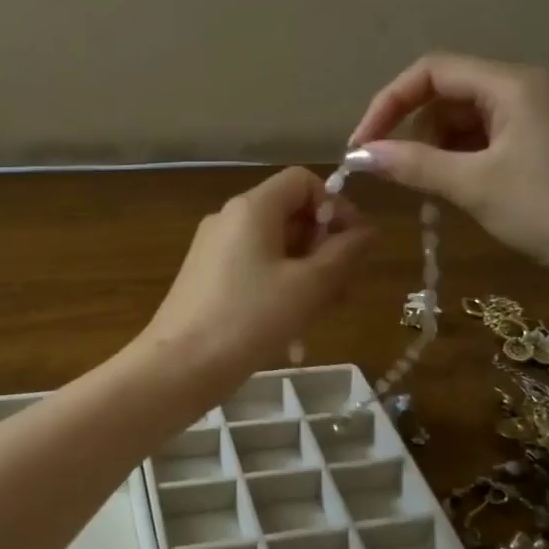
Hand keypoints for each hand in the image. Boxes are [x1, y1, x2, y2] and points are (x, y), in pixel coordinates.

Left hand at [137, 168, 374, 397]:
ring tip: (327, 311)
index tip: (354, 245)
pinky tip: (294, 323)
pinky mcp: (206, 279)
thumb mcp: (308, 287)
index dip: (336, 205)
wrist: (179, 367)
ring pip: (274, 247)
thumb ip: (344, 254)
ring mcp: (213, 250)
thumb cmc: (249, 319)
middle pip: (289, 214)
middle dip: (325, 246)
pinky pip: (254, 269)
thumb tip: (369, 232)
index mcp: (252, 208)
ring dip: (307, 271)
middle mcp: (229, 219)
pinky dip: (280, 285)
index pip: (303, 181)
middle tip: (347, 288)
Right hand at [349, 53, 548, 287]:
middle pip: (445, 94)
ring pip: (461, 122)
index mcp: (511, 83)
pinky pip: (482, 143)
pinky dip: (456, 163)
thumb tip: (359, 156)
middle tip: (391, 174)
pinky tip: (450, 192)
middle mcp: (522, 90)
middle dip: (410, 129)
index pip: (431, 71)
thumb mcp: (475, 186)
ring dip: (432, 151)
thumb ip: (413, 165)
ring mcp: (533, 119)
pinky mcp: (538, 148)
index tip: (361, 146)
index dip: (388, 103)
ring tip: (423, 190)